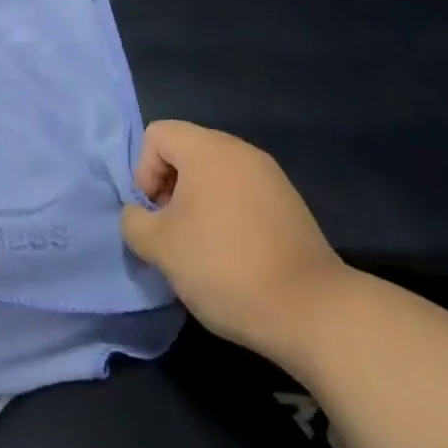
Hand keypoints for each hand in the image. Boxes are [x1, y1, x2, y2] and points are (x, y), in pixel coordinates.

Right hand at [121, 121, 351, 369]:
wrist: (313, 312)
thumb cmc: (225, 267)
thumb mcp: (161, 248)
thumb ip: (134, 222)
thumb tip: (138, 216)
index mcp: (207, 148)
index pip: (157, 135)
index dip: (144, 171)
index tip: (154, 215)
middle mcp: (239, 150)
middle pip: (187, 151)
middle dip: (170, 188)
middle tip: (173, 232)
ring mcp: (270, 176)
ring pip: (215, 174)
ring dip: (198, 203)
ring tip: (202, 247)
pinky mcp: (290, 204)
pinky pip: (242, 193)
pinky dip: (228, 214)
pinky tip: (234, 255)